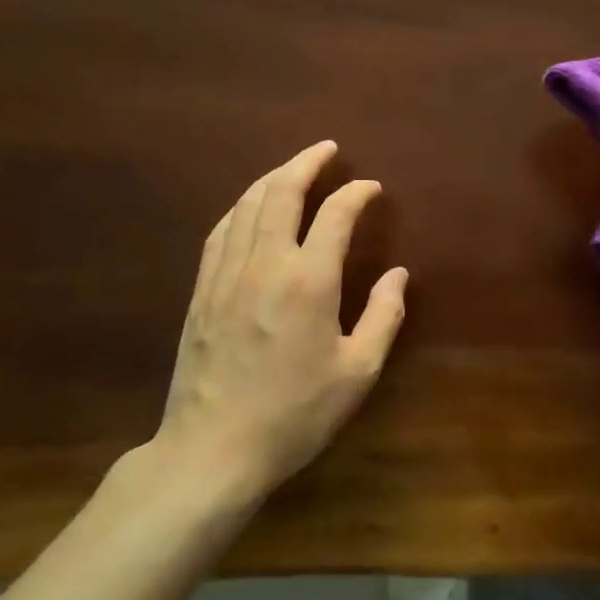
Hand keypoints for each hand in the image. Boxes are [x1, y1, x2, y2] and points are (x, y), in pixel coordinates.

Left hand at [154, 141, 406, 500]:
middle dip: (306, 163)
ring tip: (292, 168)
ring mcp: (225, 275)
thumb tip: (398, 275)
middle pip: (281, 193)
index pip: (335, 215)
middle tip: (327, 149)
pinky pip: (221, 231)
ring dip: (272, 178)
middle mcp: (264, 265)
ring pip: (246, 206)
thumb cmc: (295, 414)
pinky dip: (241, 207)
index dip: (356, 193)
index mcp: (308, 281)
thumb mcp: (358, 372)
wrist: (213, 450)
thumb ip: (383, 317)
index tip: (372, 188)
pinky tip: (249, 207)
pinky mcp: (201, 292)